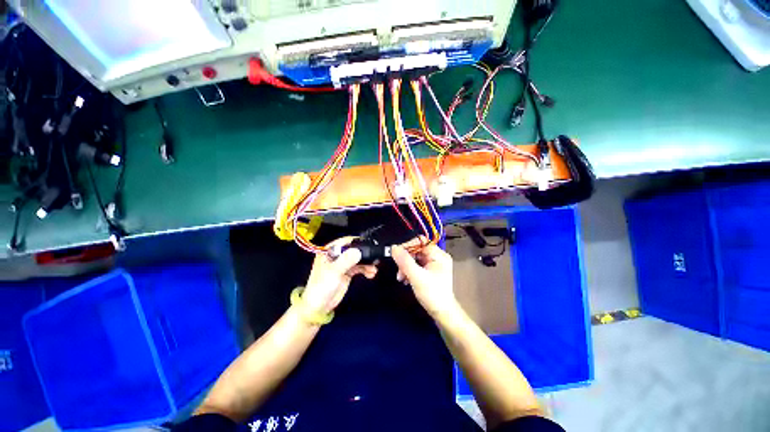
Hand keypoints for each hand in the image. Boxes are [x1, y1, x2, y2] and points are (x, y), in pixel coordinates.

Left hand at [302, 237, 377, 314]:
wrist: (319, 307)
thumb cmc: (322, 287)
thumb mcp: (334, 272)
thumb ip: (346, 260)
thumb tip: (359, 251)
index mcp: (329, 251)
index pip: (345, 241)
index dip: (357, 242)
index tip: (369, 245)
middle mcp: (337, 255)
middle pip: (354, 249)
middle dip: (365, 254)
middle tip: (375, 258)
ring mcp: (342, 263)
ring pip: (358, 258)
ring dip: (367, 263)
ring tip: (374, 269)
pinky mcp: (347, 272)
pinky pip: (359, 267)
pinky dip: (366, 269)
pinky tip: (371, 273)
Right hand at [391, 237, 457, 318]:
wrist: (442, 314)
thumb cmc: (432, 294)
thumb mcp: (416, 277)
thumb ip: (404, 261)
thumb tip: (394, 247)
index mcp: (438, 255)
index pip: (420, 242)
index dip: (407, 246)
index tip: (396, 254)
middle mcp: (437, 257)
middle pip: (416, 250)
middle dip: (405, 259)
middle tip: (399, 271)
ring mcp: (434, 264)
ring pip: (415, 258)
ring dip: (405, 266)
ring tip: (401, 278)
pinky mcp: (430, 271)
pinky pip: (416, 265)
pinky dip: (409, 270)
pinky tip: (405, 279)